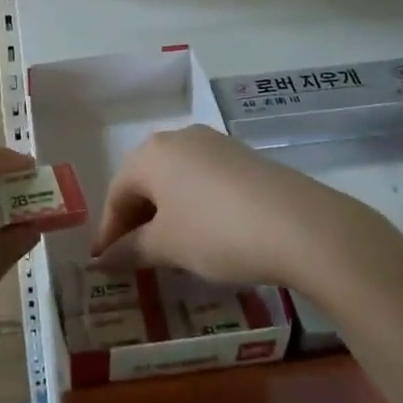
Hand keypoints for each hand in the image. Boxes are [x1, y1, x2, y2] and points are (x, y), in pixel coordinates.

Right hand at [91, 124, 360, 287]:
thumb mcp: (168, 246)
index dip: (109, 231)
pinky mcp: (243, 157)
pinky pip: (203, 180)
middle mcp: (179, 138)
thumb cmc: (217, 232)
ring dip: (166, 213)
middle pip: (145, 181)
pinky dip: (194, 206)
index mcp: (151, 153)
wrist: (299, 224)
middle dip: (136, 220)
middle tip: (134, 258)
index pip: (117, 192)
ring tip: (169, 249)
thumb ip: (131, 250)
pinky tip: (205, 234)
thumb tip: (103, 259)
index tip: (104, 264)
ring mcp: (214, 144)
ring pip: (176, 179)